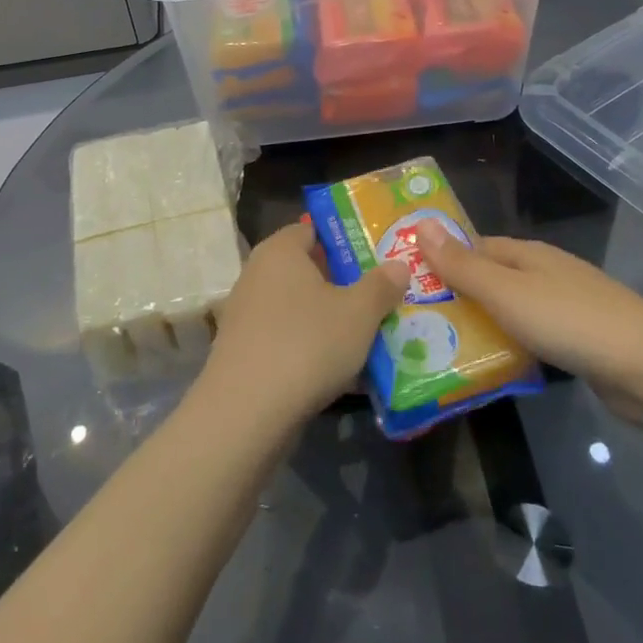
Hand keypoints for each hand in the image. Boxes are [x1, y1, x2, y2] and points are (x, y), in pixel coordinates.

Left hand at [202, 222, 408, 428]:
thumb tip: (398, 265)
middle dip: (343, 283)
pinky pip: (286, 338)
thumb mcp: (359, 312)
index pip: (313, 229)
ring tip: (369, 335)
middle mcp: (257, 274)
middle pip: (307, 270)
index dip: (346, 239)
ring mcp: (246, 314)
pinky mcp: (243, 351)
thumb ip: (381, 285)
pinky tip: (341, 370)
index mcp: (280, 250)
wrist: (246, 412)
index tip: (377, 255)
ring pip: (299, 308)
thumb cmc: (307, 344)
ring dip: (329, 319)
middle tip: (382, 295)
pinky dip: (311, 347)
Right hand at [416, 226, 642, 422]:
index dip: (443, 259)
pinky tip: (494, 363)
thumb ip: (462, 265)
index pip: (475, 246)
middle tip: (417, 320)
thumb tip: (421, 224)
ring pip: (512, 309)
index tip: (409, 280)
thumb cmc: (568, 321)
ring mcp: (566, 306)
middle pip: (493, 277)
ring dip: (483, 323)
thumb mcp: (505, 292)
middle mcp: (546, 273)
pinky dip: (510, 344)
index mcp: (528, 254)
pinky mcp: (579, 340)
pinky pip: (531, 335)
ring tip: (443, 345)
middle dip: (459, 294)